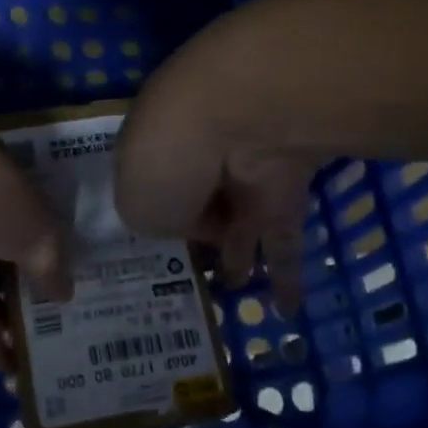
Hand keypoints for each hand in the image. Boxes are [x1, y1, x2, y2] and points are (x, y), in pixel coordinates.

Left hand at [0, 115, 72, 369]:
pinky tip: (14, 368)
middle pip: (11, 246)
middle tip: (77, 321)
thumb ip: (50, 256)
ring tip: (54, 351)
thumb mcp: (31, 220)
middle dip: (40, 280)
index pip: (35, 209)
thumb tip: (64, 293)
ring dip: (15, 314)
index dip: (59, 242)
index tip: (92, 276)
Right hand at [114, 51, 318, 317]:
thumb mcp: (137, 207)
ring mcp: (247, 170)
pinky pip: (285, 237)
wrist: (237, 116)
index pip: (155, 189)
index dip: (157, 219)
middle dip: (201, 235)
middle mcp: (199, 158)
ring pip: (243, 223)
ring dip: (242, 257)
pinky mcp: (290, 184)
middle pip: (200, 204)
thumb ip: (159, 225)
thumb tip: (200, 226)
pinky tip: (287, 311)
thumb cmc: (166, 160)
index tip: (160, 252)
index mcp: (152, 154)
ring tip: (240, 291)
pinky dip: (288, 275)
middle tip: (200, 274)